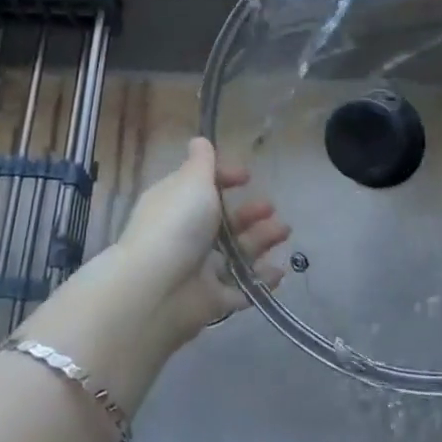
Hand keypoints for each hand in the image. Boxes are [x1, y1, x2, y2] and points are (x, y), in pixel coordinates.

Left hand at [109, 138, 291, 347]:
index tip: (247, 177)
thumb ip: (202, 162)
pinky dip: (259, 281)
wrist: (156, 291)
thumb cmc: (177, 225)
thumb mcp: (192, 181)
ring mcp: (197, 269)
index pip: (202, 186)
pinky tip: (280, 272)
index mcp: (176, 202)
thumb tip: (200, 140)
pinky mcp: (210, 301)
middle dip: (249, 213)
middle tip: (272, 209)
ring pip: (235, 253)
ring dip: (261, 241)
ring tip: (284, 232)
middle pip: (222, 221)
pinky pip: (240, 289)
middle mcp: (185, 234)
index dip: (225, 178)